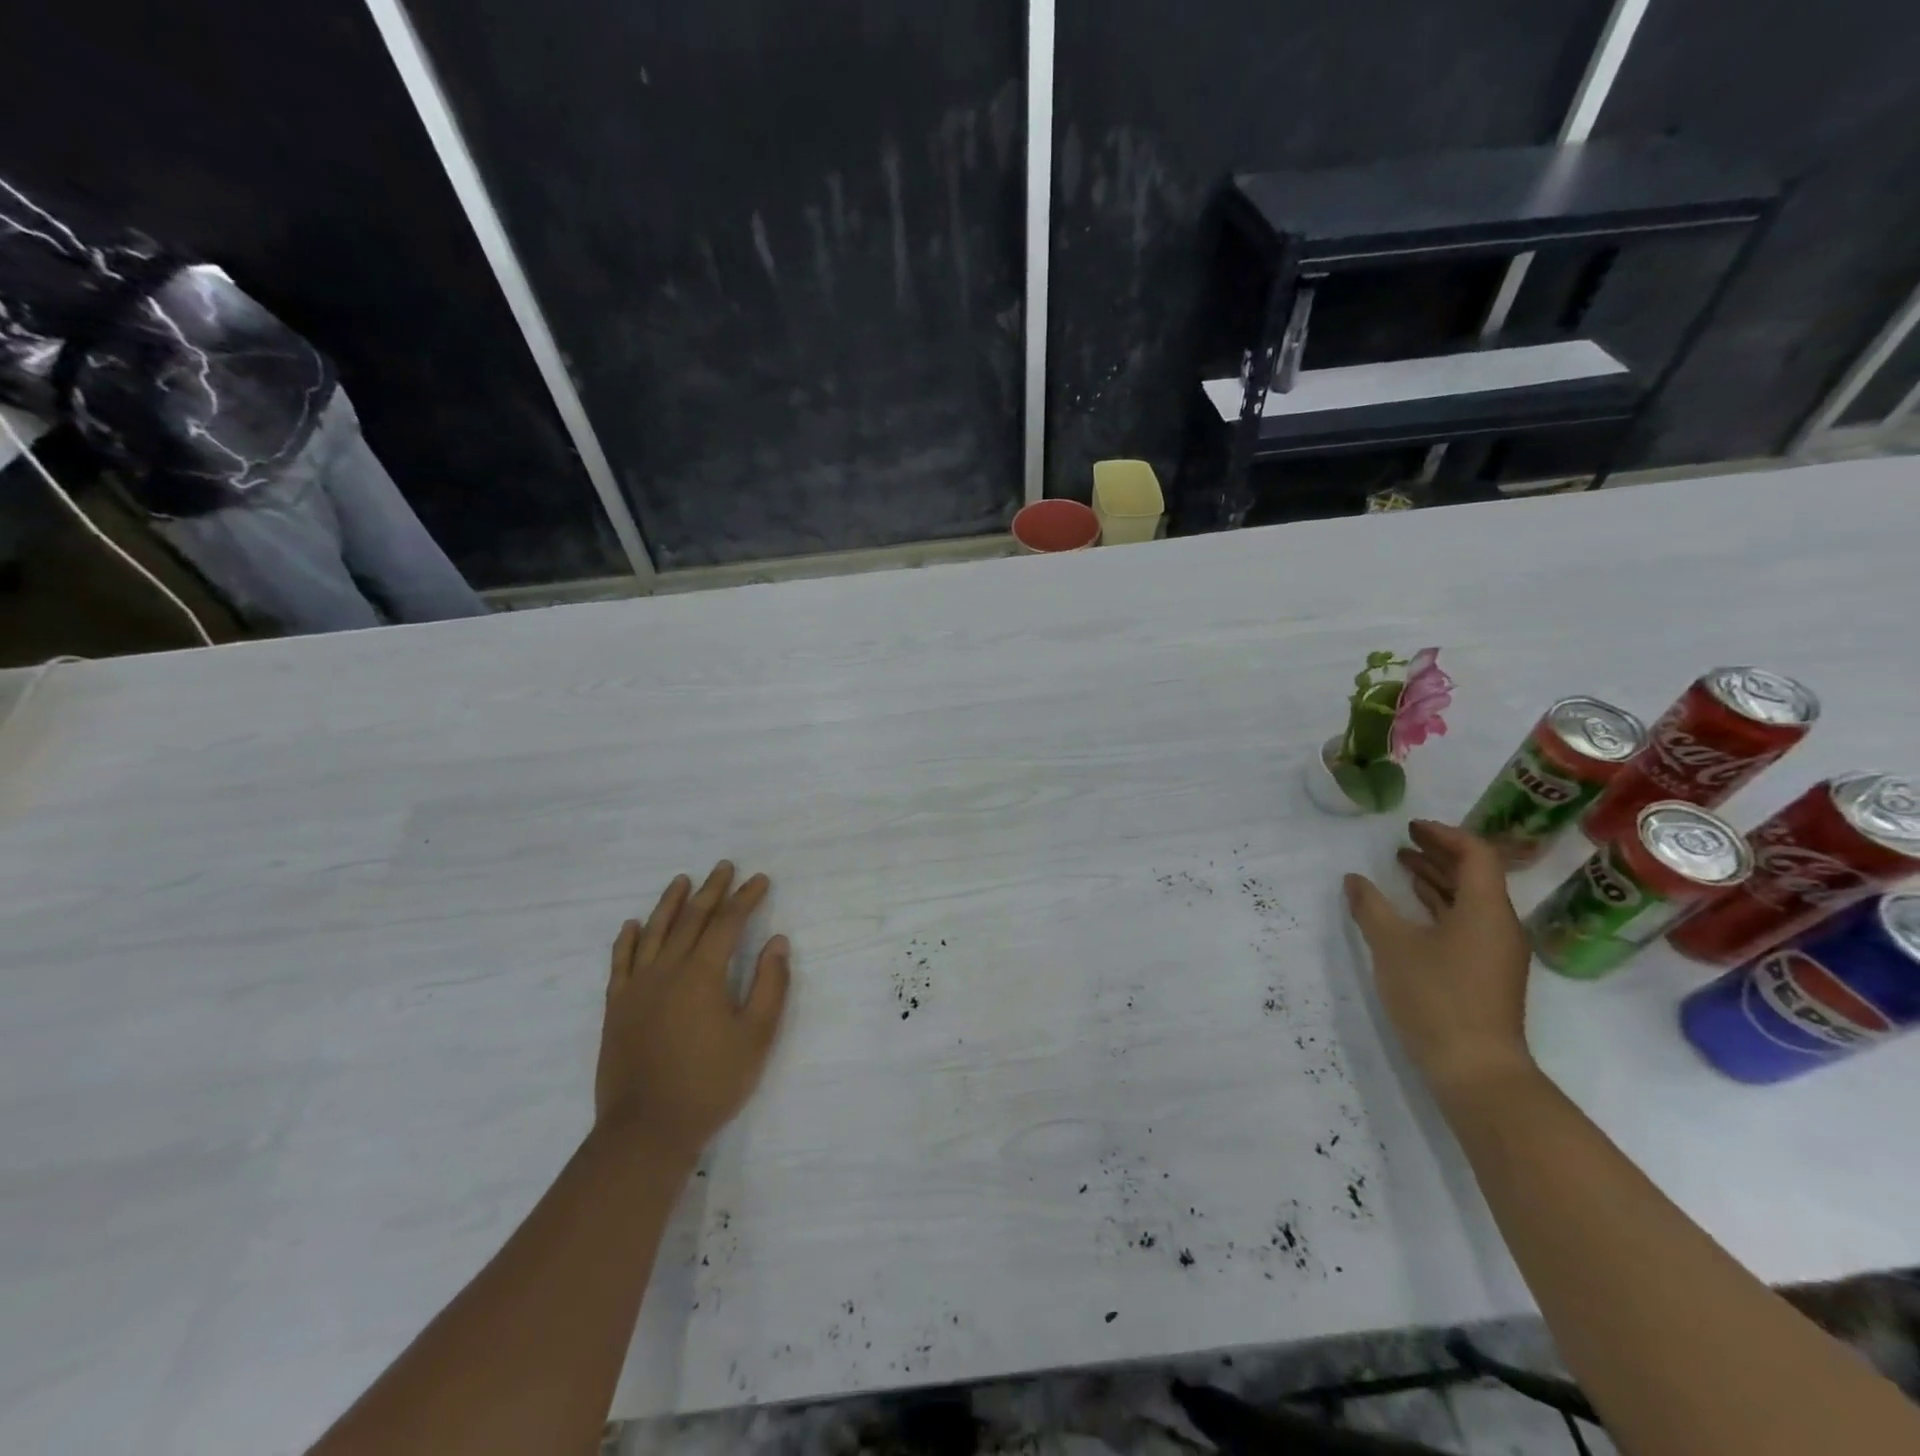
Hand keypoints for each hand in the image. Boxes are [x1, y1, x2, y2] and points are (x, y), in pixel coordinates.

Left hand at [595, 862, 791, 1164]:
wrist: (646, 1131)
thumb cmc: (710, 1083)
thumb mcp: (756, 1037)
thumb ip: (770, 985)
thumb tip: (777, 942)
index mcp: (703, 974)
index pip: (728, 923)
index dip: (746, 899)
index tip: (760, 880)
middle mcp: (667, 970)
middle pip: (691, 919)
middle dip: (712, 890)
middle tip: (724, 867)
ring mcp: (637, 987)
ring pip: (654, 932)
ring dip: (670, 903)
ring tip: (682, 880)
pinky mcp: (617, 1008)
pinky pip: (620, 963)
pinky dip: (628, 940)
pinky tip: (633, 925)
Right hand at [1343, 820, 1535, 1097]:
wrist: (1475, 1069)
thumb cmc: (1436, 998)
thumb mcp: (1392, 946)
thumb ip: (1371, 907)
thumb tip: (1354, 880)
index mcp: (1487, 910)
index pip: (1476, 854)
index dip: (1444, 835)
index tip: (1410, 828)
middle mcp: (1500, 925)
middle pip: (1476, 875)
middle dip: (1439, 854)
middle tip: (1402, 842)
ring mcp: (1496, 952)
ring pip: (1471, 901)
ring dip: (1437, 880)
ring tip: (1401, 868)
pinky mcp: (1487, 973)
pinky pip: (1467, 923)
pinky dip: (1440, 906)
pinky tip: (1413, 909)